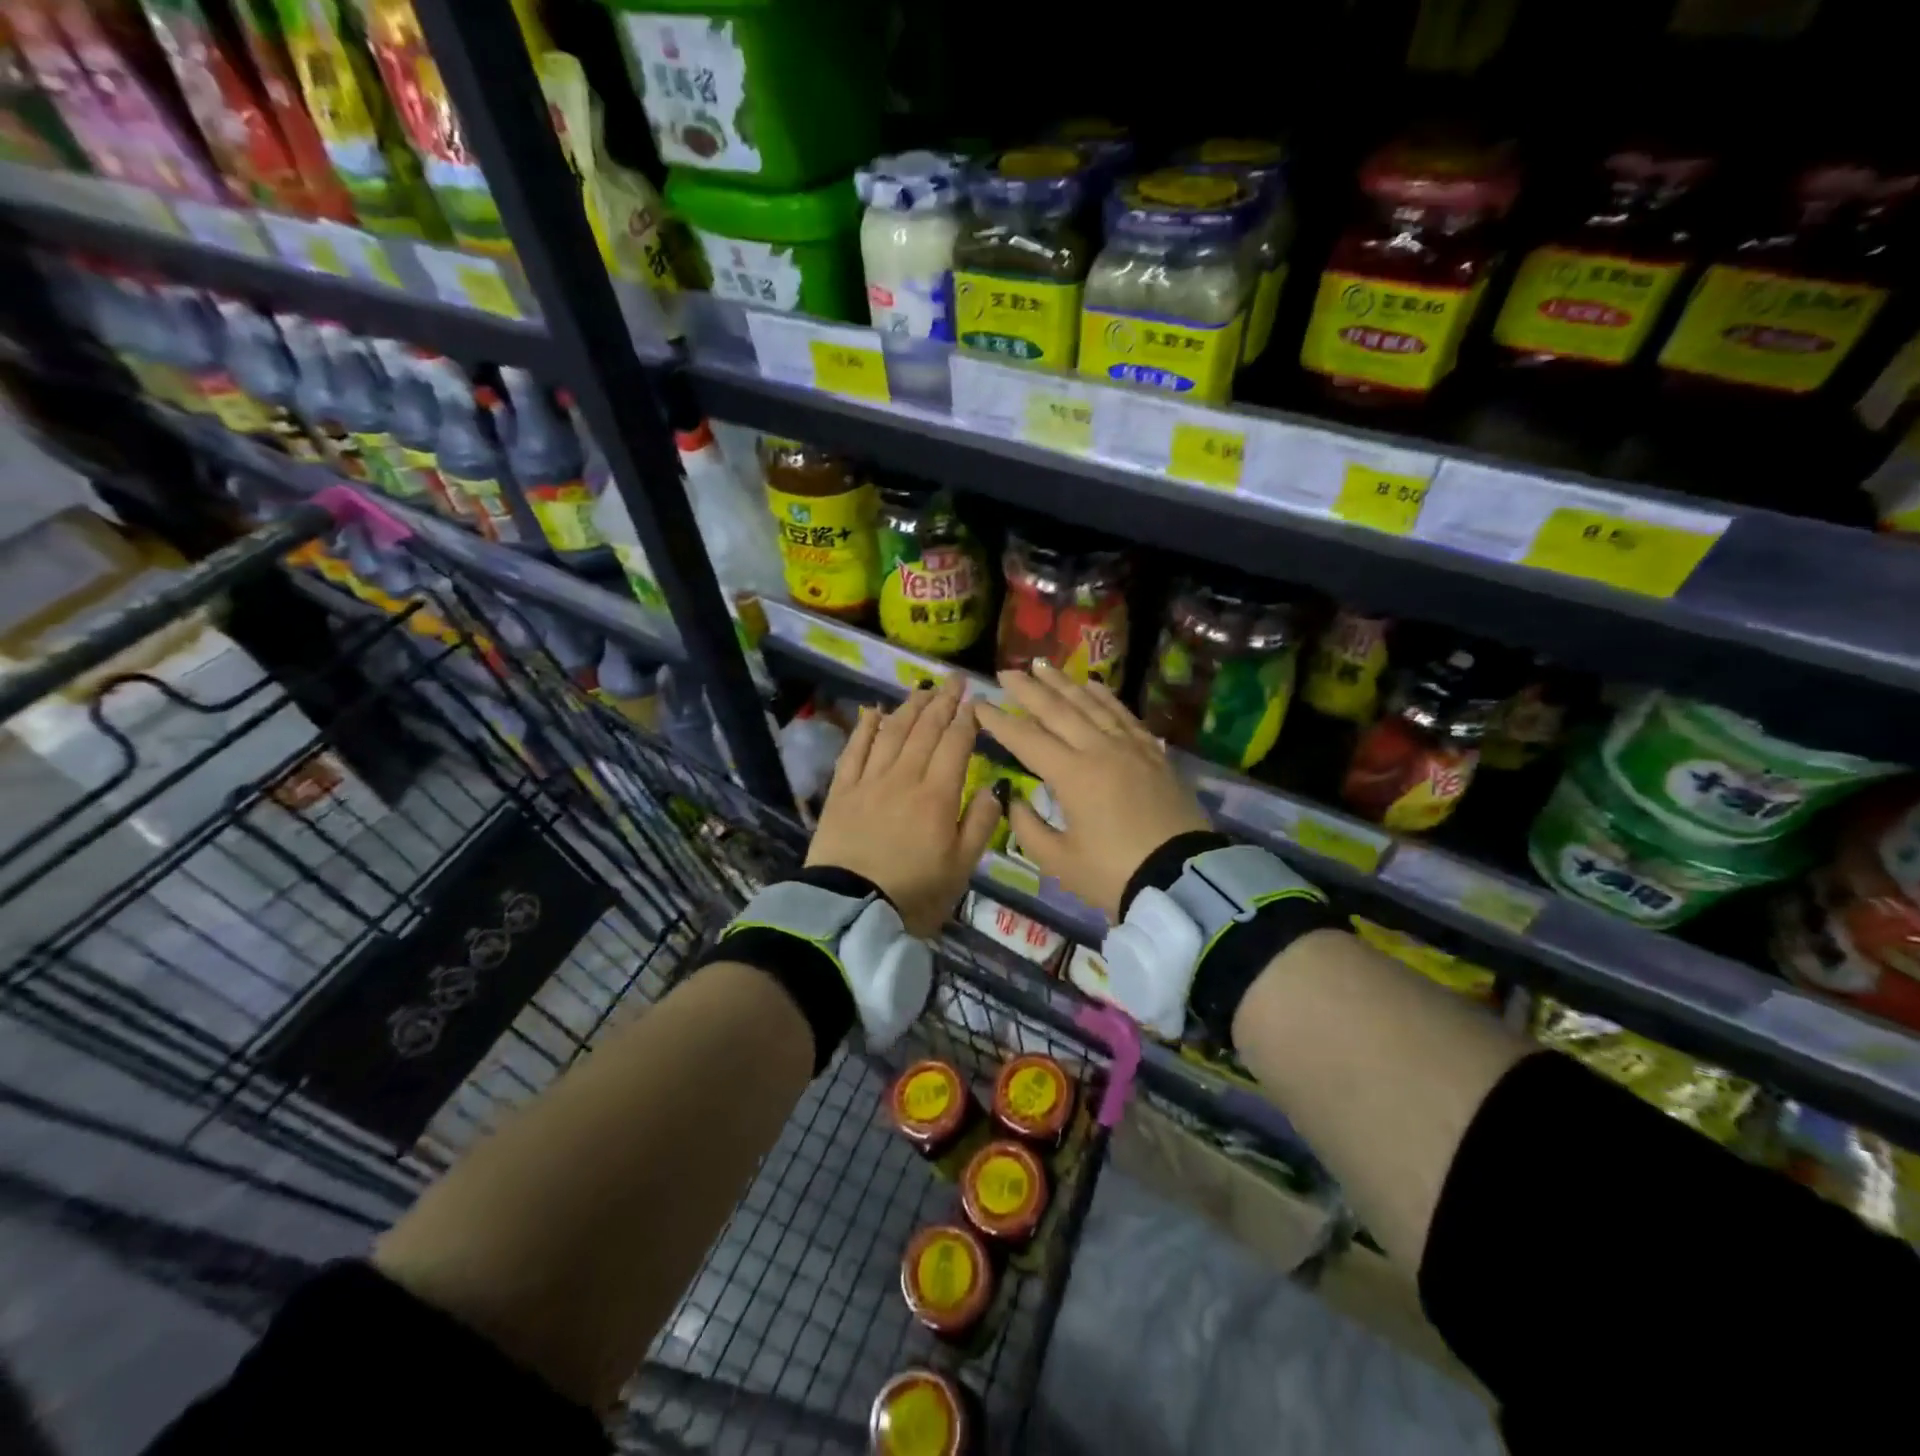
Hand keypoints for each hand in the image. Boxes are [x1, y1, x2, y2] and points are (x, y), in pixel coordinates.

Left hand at [808, 676, 1004, 937]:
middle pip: (925, 730)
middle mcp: (904, 778)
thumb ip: (981, 824)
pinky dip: (865, 728)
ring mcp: (869, 781)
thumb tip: (994, 788)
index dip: (966, 719)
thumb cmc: (915, 895)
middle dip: (942, 701)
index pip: (956, 744)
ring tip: (922, 689)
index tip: (975, 699)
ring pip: (892, 733)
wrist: (851, 911)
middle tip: (954, 680)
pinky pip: (854, 750)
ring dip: (909, 707)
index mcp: (938, 796)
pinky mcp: (842, 791)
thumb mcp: (962, 868)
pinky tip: (873, 712)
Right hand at [975, 662, 1210, 918]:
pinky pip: (1124, 715)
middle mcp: (1099, 749)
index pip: (1026, 738)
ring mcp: (1130, 747)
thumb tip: (1013, 798)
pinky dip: (1105, 697)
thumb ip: (1027, 826)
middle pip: (1058, 710)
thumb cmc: (1113, 874)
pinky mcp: (1153, 754)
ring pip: (1092, 704)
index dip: (998, 721)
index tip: (977, 704)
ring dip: (1064, 683)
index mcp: (1072, 774)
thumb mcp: (1058, 861)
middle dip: (1028, 689)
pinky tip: (1094, 686)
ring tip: (1043, 665)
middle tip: (1006, 671)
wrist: (1182, 879)